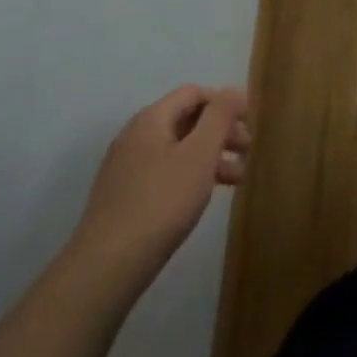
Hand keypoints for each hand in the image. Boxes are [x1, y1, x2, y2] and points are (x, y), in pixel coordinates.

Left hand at [69, 86, 249, 280]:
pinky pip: (165, 172)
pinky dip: (191, 175)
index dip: (225, 102)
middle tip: (248, 150)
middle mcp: (135, 136)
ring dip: (210, 156)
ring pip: (177, 149)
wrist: (107, 266)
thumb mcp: (200, 153)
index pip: (194, 93)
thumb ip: (220, 116)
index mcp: (151, 119)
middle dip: (221, 131)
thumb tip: (234, 90)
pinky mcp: (124, 196)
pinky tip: (205, 195)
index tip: (250, 121)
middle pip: (186, 120)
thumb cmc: (162, 202)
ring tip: (238, 178)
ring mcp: (126, 167)